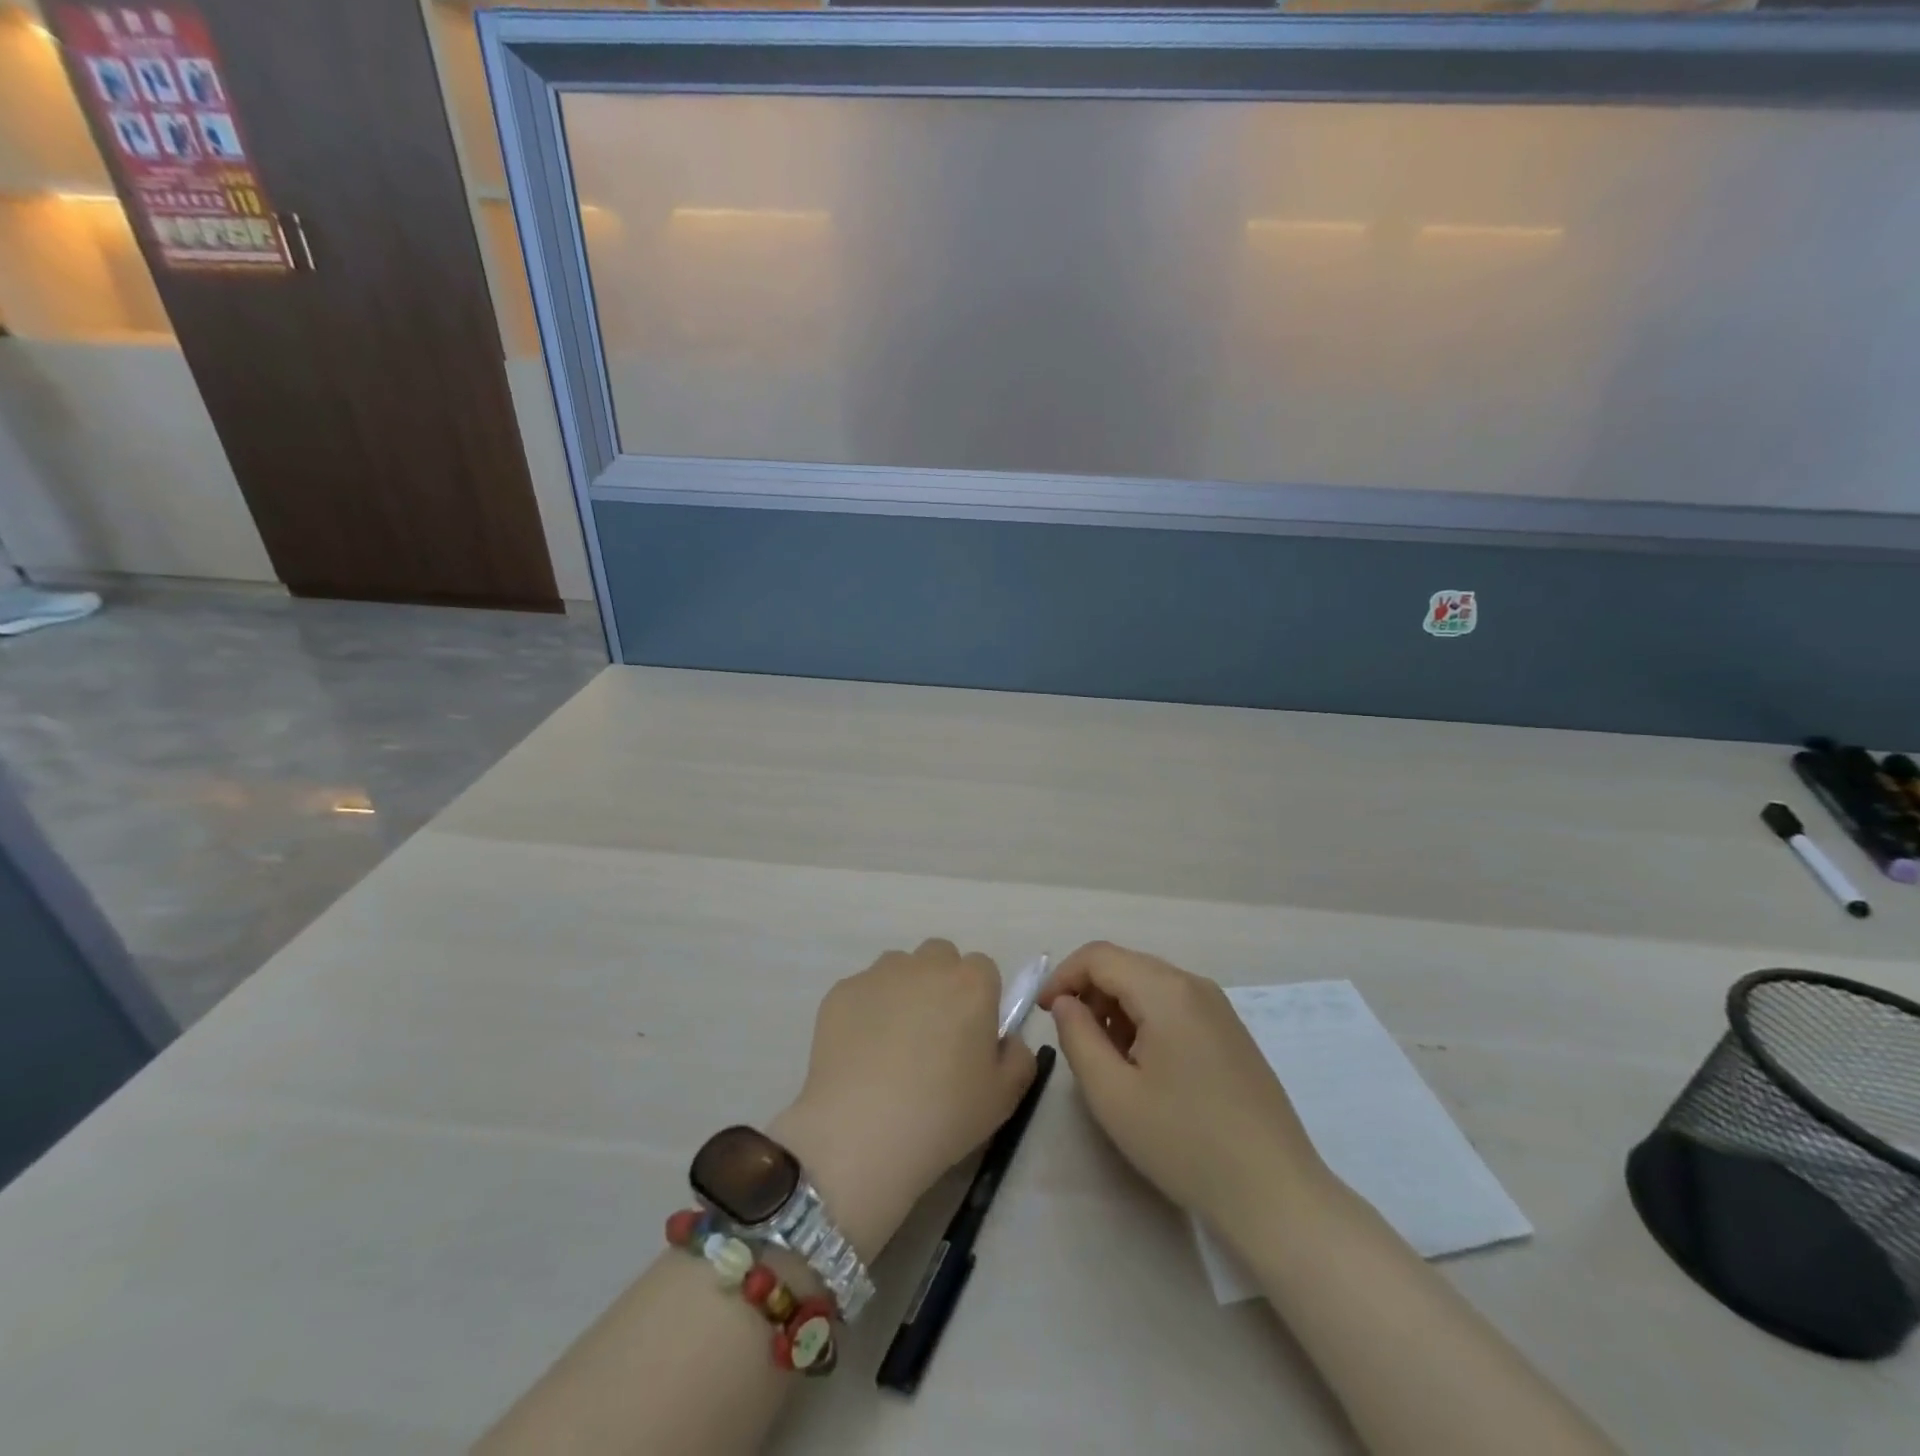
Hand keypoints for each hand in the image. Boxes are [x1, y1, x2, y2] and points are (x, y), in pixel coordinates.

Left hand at [770, 940, 1036, 1260]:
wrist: (861, 1132)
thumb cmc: (943, 1114)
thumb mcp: (1004, 1097)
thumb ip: (1018, 1057)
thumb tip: (1005, 1040)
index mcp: (972, 983)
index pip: (984, 969)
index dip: (980, 999)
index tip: (971, 1034)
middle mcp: (926, 965)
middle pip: (940, 957)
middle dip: (941, 983)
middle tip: (934, 1034)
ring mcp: (879, 974)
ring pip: (899, 968)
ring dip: (904, 992)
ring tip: (892, 1044)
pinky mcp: (842, 991)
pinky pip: (863, 991)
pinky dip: (866, 1011)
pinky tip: (861, 1054)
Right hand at [1040, 942, 1333, 1240]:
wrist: (1275, 1194)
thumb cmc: (1185, 1143)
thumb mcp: (1112, 1094)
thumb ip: (1077, 1037)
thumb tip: (1066, 1003)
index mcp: (1166, 990)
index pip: (1099, 956)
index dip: (1062, 976)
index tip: (1044, 1014)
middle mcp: (1195, 985)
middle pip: (1125, 965)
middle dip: (1089, 993)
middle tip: (1073, 1041)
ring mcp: (1219, 1008)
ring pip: (1149, 985)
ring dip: (1116, 1008)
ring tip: (1109, 1061)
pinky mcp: (1231, 1032)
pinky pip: (1174, 1005)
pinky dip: (1145, 1020)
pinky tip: (1145, 1068)